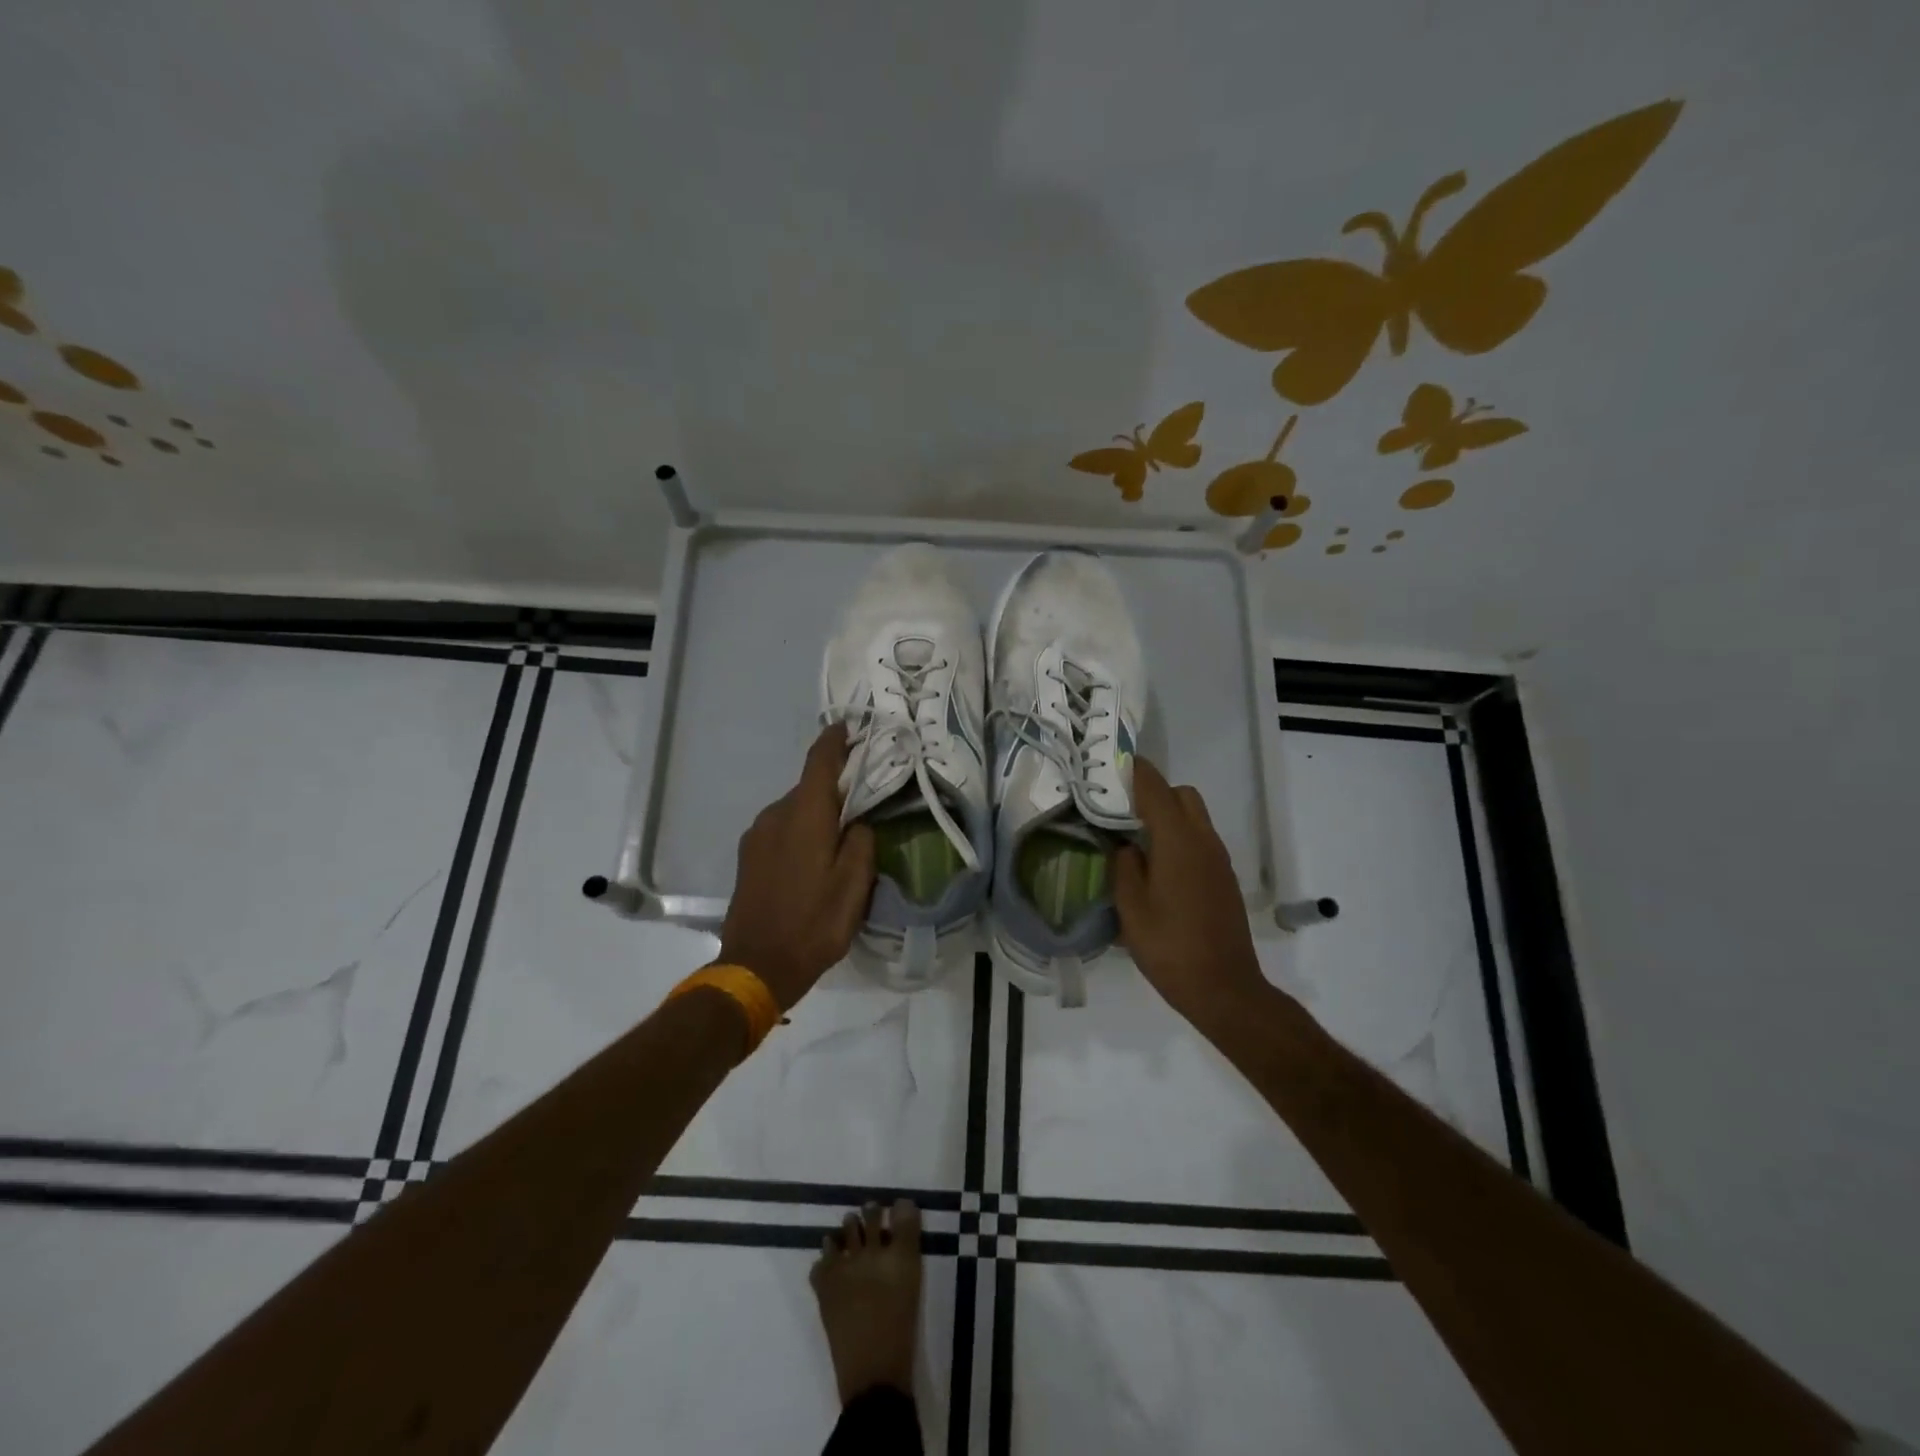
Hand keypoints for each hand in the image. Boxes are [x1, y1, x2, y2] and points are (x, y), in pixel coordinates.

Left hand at [718, 724, 875, 1009]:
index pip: (820, 761)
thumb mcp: (854, 885)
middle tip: (864, 799)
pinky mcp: (747, 856)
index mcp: (804, 815)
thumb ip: (862, 841)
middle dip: (835, 787)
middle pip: (809, 787)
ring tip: (841, 837)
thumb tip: (857, 822)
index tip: (849, 727)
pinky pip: (781, 829)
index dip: (835, 740)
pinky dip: (801, 831)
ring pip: (795, 810)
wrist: (756, 967)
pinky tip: (814, 859)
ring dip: (817, 814)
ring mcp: (756, 836)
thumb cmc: (813, 924)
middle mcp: (775, 815)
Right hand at [1114, 758, 1270, 1033]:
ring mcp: (1219, 860)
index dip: (1135, 772)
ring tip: (1136, 839)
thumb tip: (1125, 846)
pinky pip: (1201, 840)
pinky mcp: (1224, 878)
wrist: (1224, 988)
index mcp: (1178, 842)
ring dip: (1169, 816)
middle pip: (1182, 795)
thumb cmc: (1170, 948)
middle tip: (1123, 811)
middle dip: (1154, 792)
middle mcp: (1204, 841)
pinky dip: (1180, 837)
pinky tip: (1158, 867)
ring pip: (1195, 817)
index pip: (1156, 789)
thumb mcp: (1131, 908)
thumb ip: (1123, 867)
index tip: (1113, 764)